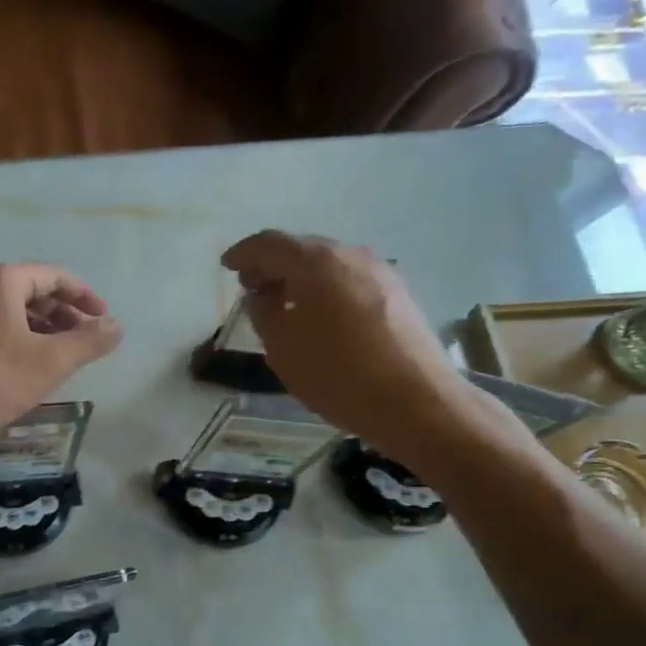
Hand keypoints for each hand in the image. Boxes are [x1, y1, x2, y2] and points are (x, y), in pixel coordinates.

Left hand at [0, 263, 122, 446]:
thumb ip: (89, 341)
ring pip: (10, 312)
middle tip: (85, 339)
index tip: (104, 319)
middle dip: (63, 314)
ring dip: (41, 329)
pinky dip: (18, 339)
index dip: (84, 296)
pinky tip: (28, 367)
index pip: (53, 276)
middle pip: (30, 291)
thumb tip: (116, 327)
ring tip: (62, 355)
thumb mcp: (51, 362)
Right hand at [222, 231, 459, 445]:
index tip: (227, 266)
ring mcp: (380, 272)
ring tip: (284, 303)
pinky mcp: (399, 294)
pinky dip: (327, 289)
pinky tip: (320, 315)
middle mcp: (350, 255)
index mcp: (316, 262)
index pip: (269, 244)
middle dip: (273, 265)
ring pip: (329, 264)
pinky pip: (350, 280)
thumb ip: (263, 314)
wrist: (417, 402)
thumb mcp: (283, 349)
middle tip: (252, 287)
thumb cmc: (338, 375)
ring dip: (301, 277)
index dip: (243, 253)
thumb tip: (260, 296)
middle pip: (302, 248)